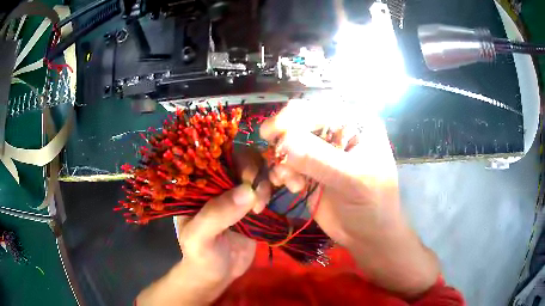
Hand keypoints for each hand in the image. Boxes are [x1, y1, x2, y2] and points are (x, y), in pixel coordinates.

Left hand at [137, 148, 270, 304]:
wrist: (218, 274)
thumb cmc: (201, 256)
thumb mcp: (199, 238)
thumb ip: (216, 214)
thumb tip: (247, 190)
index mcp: (197, 185)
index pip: (215, 157)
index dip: (235, 159)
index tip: (249, 178)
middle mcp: (217, 183)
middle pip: (240, 160)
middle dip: (254, 172)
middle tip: (258, 197)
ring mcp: (236, 193)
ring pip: (256, 172)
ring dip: (266, 182)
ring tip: (261, 207)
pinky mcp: (252, 204)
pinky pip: (265, 188)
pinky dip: (274, 189)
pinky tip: (272, 202)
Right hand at [260, 100, 439, 298]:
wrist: (367, 234)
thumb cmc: (373, 204)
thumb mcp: (354, 180)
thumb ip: (321, 161)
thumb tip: (285, 143)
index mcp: (356, 123)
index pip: (321, 109)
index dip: (294, 117)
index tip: (272, 133)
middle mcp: (337, 131)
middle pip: (300, 121)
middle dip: (285, 139)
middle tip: (274, 154)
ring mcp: (321, 151)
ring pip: (289, 142)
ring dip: (284, 161)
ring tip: (292, 182)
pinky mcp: (309, 169)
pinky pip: (286, 162)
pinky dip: (282, 172)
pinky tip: (292, 187)